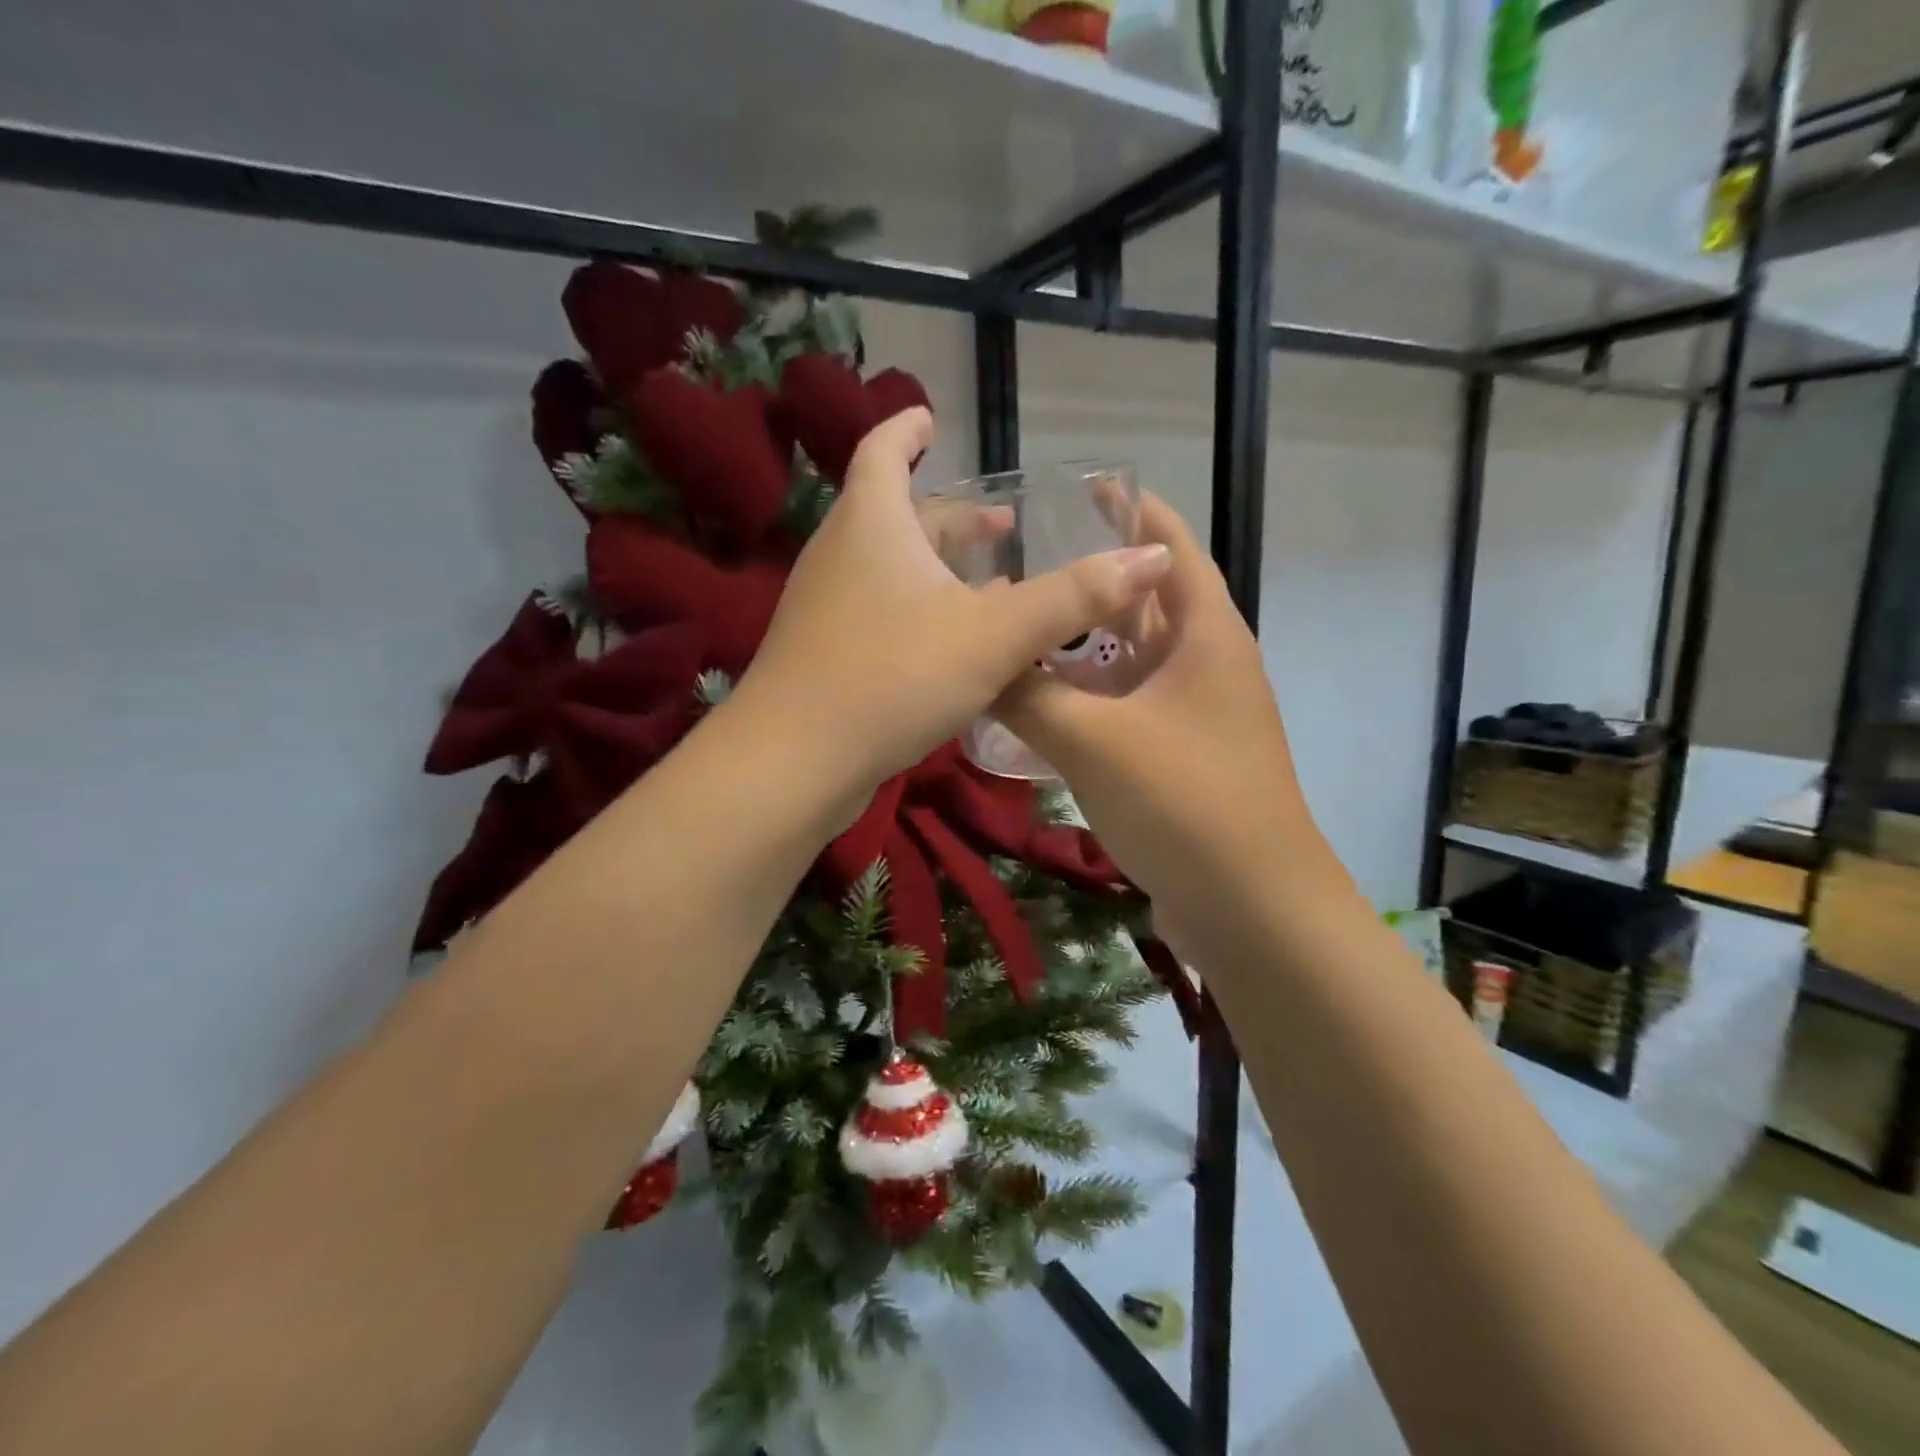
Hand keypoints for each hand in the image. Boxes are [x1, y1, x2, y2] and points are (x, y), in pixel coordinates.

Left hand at [733, 408, 1173, 791]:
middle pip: (896, 516)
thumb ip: (1073, 596)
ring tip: (991, 585)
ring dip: (938, 569)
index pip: (883, 450)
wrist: (794, 762)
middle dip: (951, 517)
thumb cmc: (893, 676)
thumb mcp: (994, 634)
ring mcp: (825, 608)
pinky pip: (879, 614)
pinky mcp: (823, 656)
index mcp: (872, 523)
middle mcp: (840, 554)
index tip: (930, 419)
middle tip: (1002, 528)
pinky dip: (918, 612)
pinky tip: (952, 647)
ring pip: (889, 570)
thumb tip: (1154, 555)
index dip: (908, 430)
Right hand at [994, 493, 1331, 931]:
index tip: (1087, 485)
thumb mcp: (1094, 740)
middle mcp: (1205, 666)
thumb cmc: (1185, 802)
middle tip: (1025, 564)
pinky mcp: (1178, 760)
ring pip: (1128, 664)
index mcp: (1206, 635)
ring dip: (1080, 651)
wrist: (1252, 909)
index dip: (1134, 512)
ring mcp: (1193, 717)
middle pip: (1144, 605)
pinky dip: (1085, 703)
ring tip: (1018, 631)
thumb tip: (976, 660)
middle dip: (1092, 583)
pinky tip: (1037, 710)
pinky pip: (1124, 712)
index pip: (1171, 548)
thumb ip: (1027, 696)